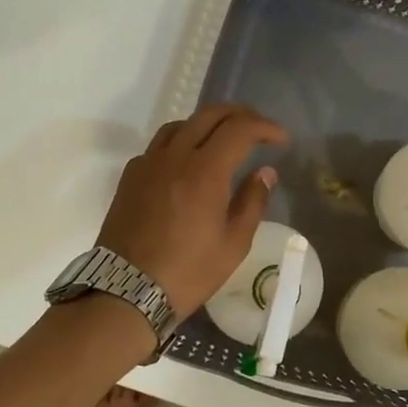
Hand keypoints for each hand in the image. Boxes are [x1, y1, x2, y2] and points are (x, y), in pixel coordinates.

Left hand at [97, 104, 287, 319]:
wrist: (126, 292)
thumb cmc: (188, 272)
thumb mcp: (234, 243)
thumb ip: (253, 201)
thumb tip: (264, 172)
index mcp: (205, 171)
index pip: (240, 129)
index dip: (265, 127)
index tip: (281, 140)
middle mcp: (174, 157)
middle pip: (209, 114)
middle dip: (240, 115)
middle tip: (259, 129)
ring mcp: (148, 164)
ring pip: (181, 124)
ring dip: (208, 124)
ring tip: (225, 141)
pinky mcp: (131, 177)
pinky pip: (160, 145)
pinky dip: (182, 142)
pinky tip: (190, 163)